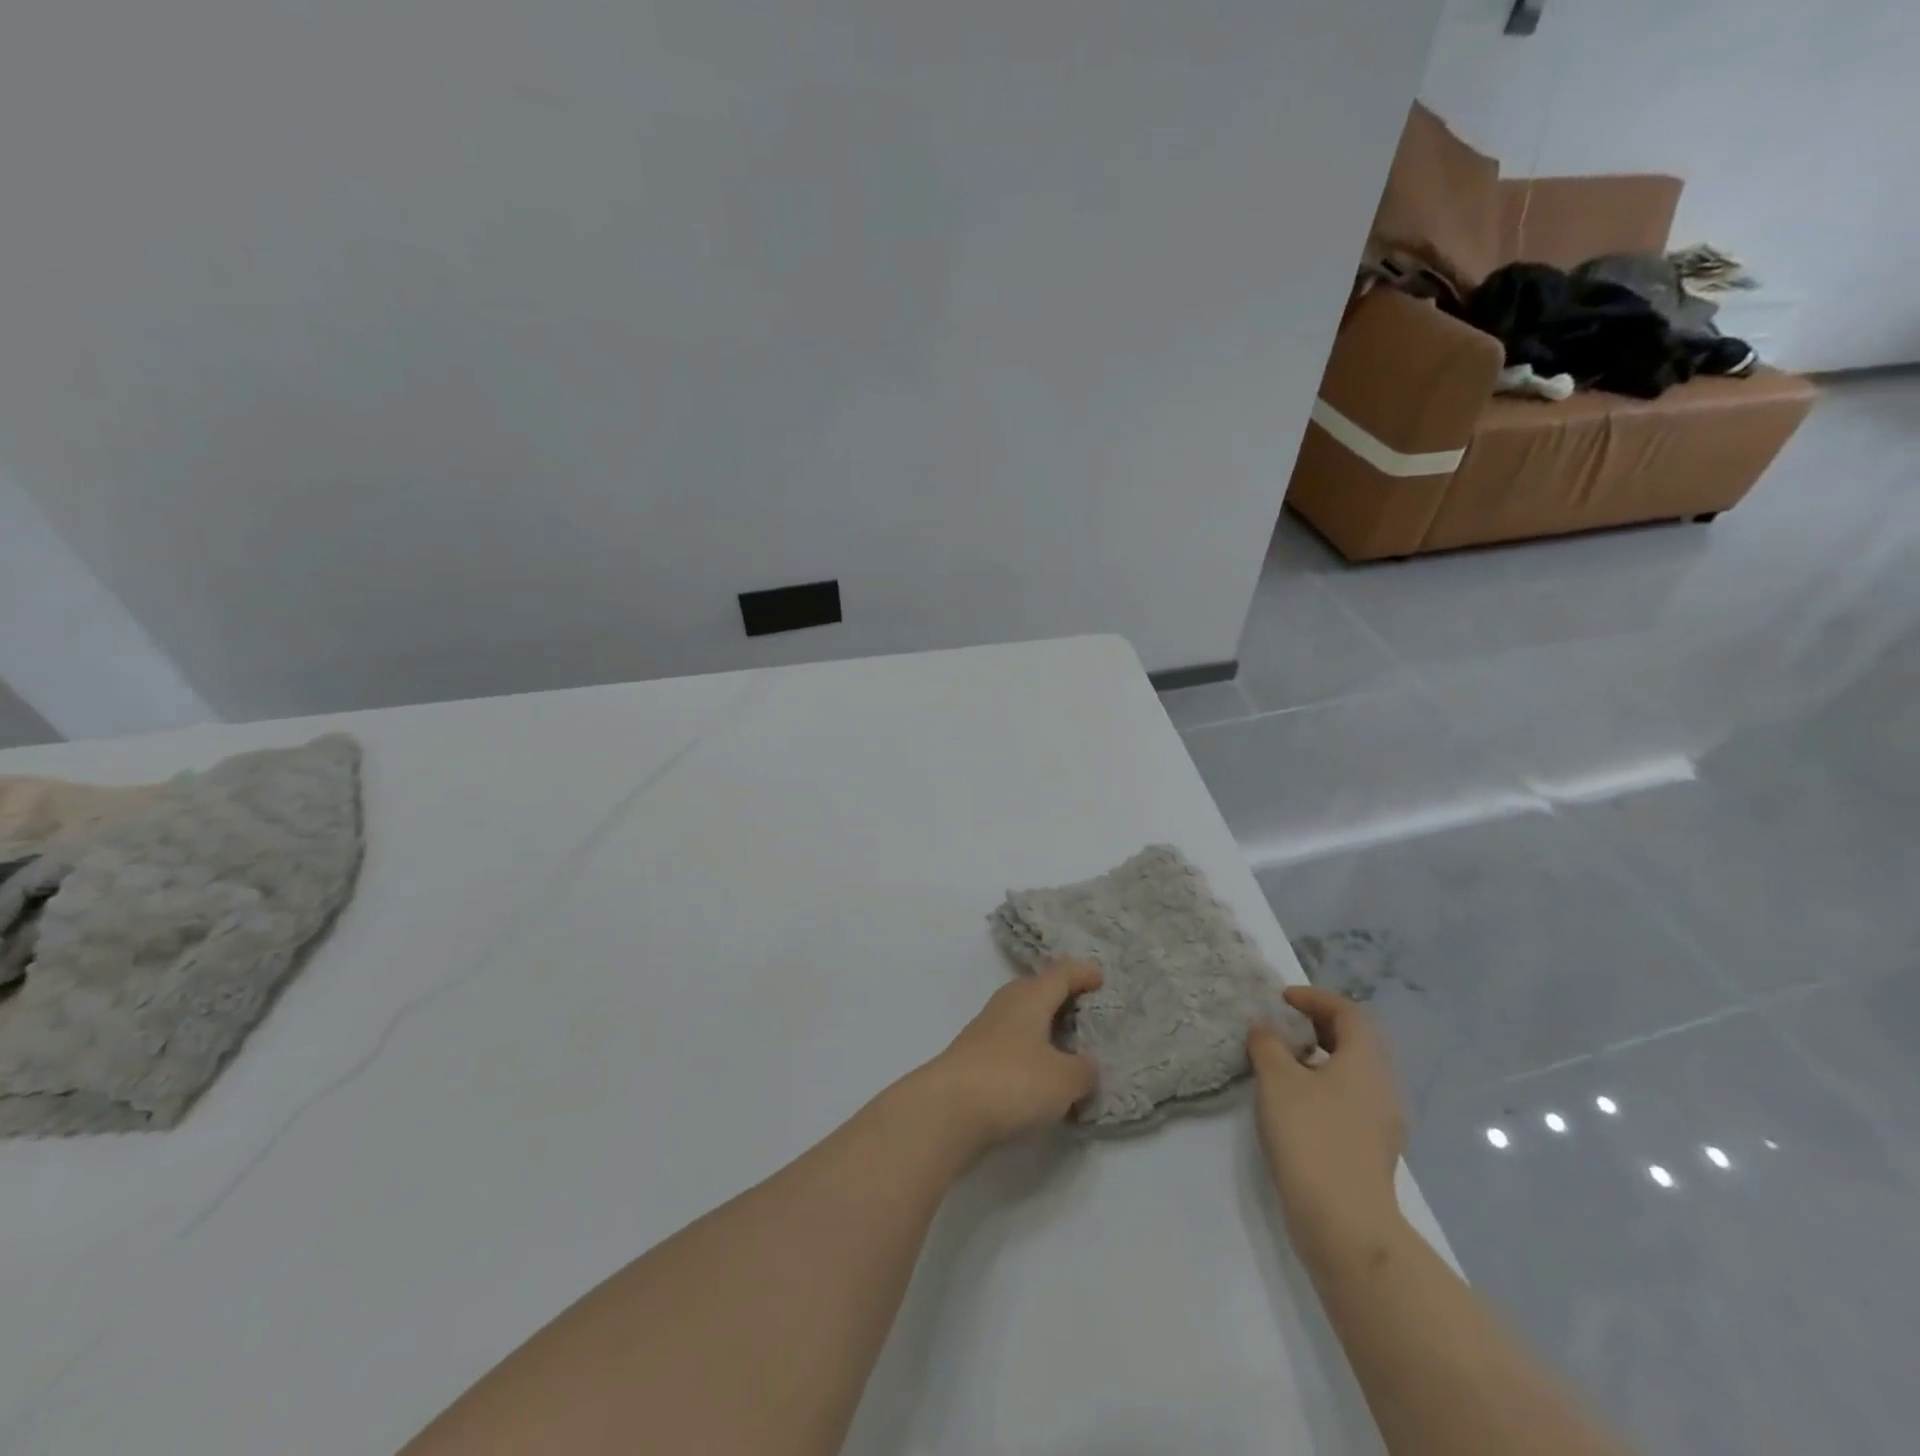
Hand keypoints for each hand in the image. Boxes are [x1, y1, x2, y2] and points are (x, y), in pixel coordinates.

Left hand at [917, 960, 1102, 1155]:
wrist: (945, 1111)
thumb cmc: (1012, 1082)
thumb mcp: (1063, 1079)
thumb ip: (1082, 1070)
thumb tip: (1085, 1064)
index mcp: (1030, 998)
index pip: (1060, 974)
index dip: (1081, 973)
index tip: (1099, 976)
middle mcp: (1006, 1006)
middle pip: (1035, 990)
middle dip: (1058, 994)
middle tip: (1083, 1006)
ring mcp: (984, 1032)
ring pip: (1020, 1017)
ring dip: (1041, 1025)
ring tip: (1064, 1042)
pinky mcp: (973, 1060)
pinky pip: (1010, 1043)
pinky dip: (1027, 1050)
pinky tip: (1037, 1072)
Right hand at [1248, 986, 1406, 1256]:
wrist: (1345, 1223)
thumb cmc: (1311, 1137)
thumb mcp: (1277, 1081)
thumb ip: (1267, 1045)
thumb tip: (1264, 1027)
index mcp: (1366, 1062)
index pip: (1348, 1012)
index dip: (1315, 998)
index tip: (1282, 999)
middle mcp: (1383, 1086)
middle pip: (1356, 1040)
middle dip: (1318, 1025)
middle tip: (1282, 1025)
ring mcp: (1382, 1121)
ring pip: (1353, 1071)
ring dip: (1320, 1056)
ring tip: (1282, 1061)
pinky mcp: (1372, 1148)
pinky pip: (1350, 1098)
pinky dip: (1324, 1085)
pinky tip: (1295, 1101)